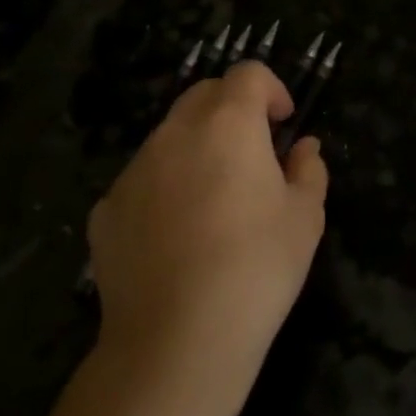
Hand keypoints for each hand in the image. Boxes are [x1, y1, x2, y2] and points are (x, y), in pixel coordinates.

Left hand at [86, 62, 327, 406]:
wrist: (177, 342)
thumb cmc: (257, 269)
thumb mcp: (306, 218)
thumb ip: (309, 170)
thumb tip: (303, 148)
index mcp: (228, 125)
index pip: (247, 73)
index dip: (271, 88)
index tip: (283, 123)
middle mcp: (174, 134)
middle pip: (204, 94)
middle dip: (233, 108)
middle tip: (255, 151)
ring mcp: (133, 171)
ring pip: (170, 136)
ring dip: (198, 147)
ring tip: (216, 199)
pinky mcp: (106, 209)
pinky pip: (142, 179)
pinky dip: (165, 187)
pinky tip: (177, 236)